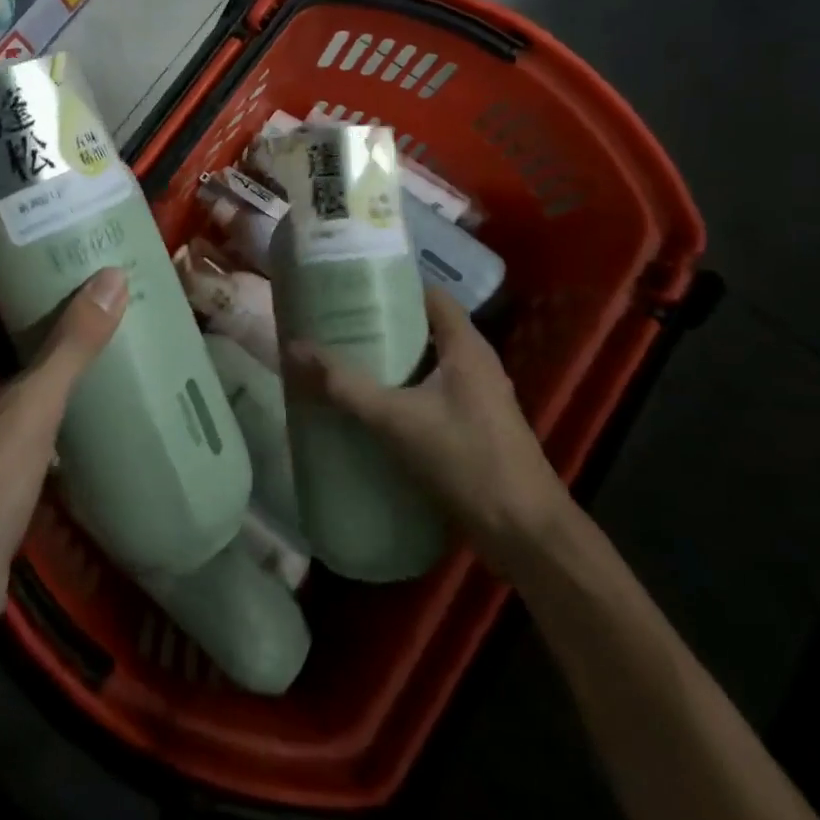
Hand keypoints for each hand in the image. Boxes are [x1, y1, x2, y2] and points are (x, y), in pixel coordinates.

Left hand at [0, 259, 127, 662]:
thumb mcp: (27, 413)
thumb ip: (71, 345)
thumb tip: (113, 277)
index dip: (4, 248)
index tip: (53, 228)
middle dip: (29, 290)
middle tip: (85, 266)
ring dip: (33, 333)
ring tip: (90, 307)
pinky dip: (29, 372)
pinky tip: (75, 370)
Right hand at [284, 287, 569, 575]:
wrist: (526, 536)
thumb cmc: (467, 460)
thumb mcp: (397, 419)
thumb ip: (344, 385)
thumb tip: (293, 349)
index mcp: (466, 347)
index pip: (429, 294)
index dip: (393, 284)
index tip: (351, 284)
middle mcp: (474, 364)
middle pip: (423, 328)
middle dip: (380, 325)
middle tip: (334, 322)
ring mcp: (476, 398)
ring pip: (425, 365)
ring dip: (388, 361)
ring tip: (342, 359)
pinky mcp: (472, 429)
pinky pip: (429, 395)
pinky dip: (400, 392)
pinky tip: (367, 406)